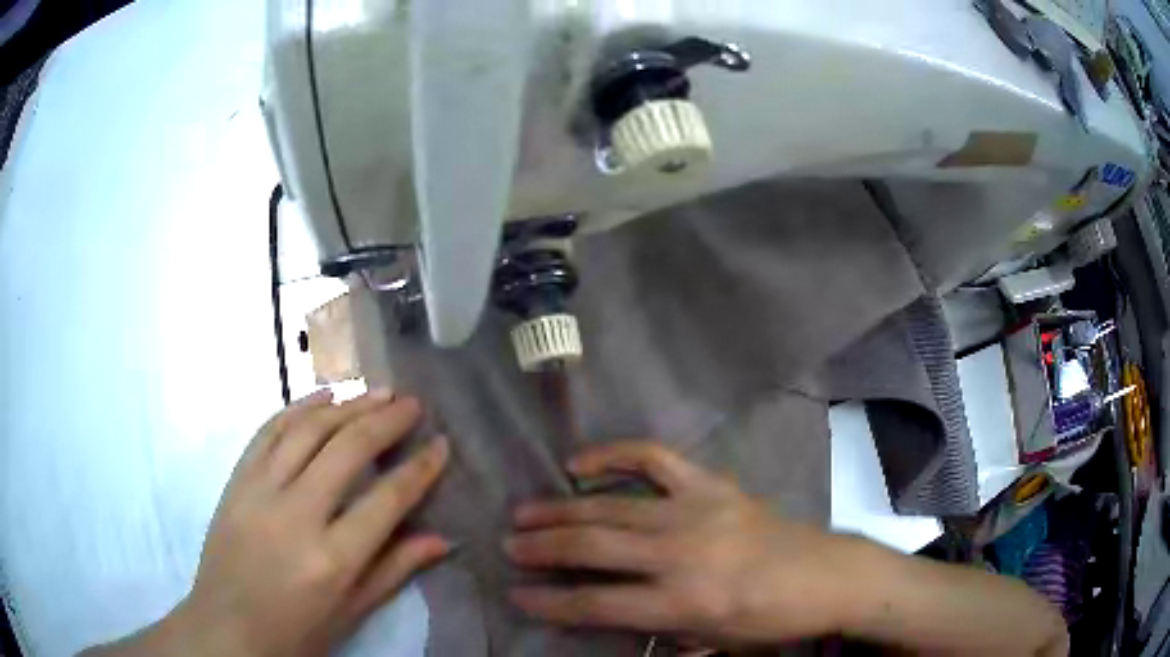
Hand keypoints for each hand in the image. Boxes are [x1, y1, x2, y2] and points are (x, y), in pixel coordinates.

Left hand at [86, 390, 450, 656]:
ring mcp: (259, 491)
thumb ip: (395, 570)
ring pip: (307, 429)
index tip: (441, 445)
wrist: (227, 628)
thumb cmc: (296, 631)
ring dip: (346, 404)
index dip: (419, 469)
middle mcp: (296, 515)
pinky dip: (299, 407)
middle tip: (413, 403)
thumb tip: (443, 539)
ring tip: (377, 390)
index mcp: (332, 559)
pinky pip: (268, 430)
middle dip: (386, 420)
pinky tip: (323, 397)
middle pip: (347, 450)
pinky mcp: (236, 480)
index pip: (386, 500)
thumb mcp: (351, 613)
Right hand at [505, 442, 850, 646]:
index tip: (515, 595)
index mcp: (685, 601)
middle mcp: (682, 552)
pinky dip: (613, 455)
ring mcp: (696, 510)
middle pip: (594, 547)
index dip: (549, 603)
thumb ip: (658, 630)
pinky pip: (653, 459)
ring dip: (561, 509)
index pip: (597, 604)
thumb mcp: (713, 643)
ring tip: (524, 513)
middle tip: (507, 546)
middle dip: (542, 549)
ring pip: (611, 505)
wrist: (828, 576)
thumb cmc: (772, 620)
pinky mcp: (711, 484)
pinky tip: (580, 463)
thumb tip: (610, 614)